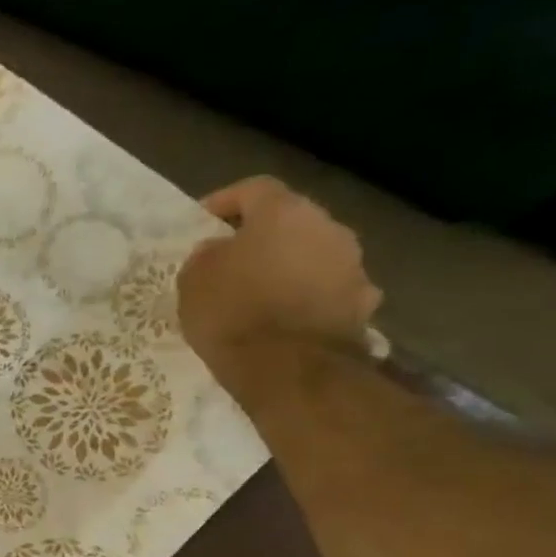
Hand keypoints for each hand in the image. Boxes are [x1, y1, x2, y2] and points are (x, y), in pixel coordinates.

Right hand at [177, 175, 380, 371]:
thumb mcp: (194, 278)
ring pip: (311, 255)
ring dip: (285, 267)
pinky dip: (305, 298)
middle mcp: (329, 228)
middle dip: (260, 237)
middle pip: (290, 221)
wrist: (289, 367)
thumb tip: (221, 251)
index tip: (201, 222)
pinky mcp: (361, 304)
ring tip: (256, 294)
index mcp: (286, 213)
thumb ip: (208, 255)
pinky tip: (283, 320)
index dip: (224, 201)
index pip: (254, 189)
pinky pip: (325, 290)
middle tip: (229, 259)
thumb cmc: (232, 312)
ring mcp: (352, 266)